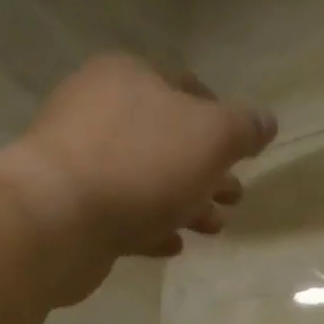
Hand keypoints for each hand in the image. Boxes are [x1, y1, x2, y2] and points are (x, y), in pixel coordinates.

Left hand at [0, 55, 276, 304]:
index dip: (221, 118)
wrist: (56, 219)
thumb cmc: (140, 164)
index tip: (243, 152)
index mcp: (129, 77)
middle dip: (207, 170)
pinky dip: (151, 226)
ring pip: (147, 178)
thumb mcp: (211, 136)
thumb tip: (266, 122)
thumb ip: (244, 127)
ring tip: (214, 228)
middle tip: (235, 197)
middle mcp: (98, 110)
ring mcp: (80, 160)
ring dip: (185, 202)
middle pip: (167, 138)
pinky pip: (122, 212)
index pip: (186, 87)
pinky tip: (173, 245)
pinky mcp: (71, 206)